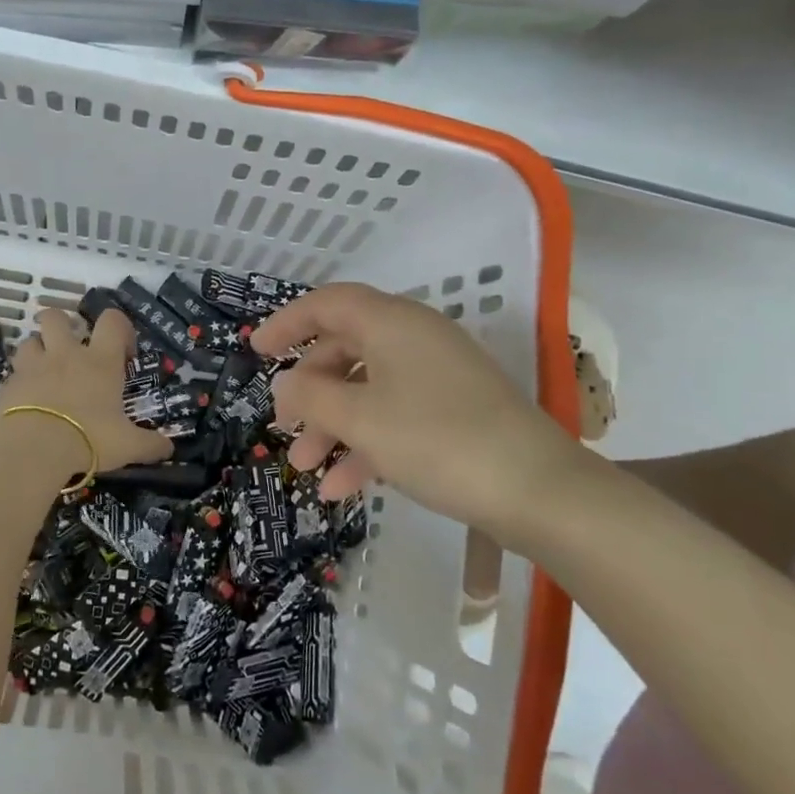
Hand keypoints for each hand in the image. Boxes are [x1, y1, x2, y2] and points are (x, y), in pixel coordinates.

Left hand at [0, 308, 171, 472]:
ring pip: (30, 340)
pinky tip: (27, 401)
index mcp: (100, 361)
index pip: (112, 321)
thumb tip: (169, 449)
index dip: (120, 327)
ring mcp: (33, 366)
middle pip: (56, 317)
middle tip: (70, 349)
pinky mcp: (9, 384)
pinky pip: (13, 374)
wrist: (34, 448)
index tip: (123, 351)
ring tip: (44, 372)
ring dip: (37, 351)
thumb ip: (150, 445)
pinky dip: (20, 382)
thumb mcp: (128, 446)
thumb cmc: (89, 438)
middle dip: (62, 325)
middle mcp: (66, 354)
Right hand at [253, 283, 586, 538]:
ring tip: (305, 470)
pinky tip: (343, 488)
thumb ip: (310, 397)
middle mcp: (414, 338)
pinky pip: (396, 414)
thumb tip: (284, 385)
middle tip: (283, 427)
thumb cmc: (437, 440)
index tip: (256, 352)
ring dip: (333, 426)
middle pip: (345, 351)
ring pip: (368, 389)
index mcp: (391, 322)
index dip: (287, 323)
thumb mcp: (360, 419)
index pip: (327, 304)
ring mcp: (438, 374)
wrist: (538, 490)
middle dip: (309, 392)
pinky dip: (367, 443)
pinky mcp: (455, 409)